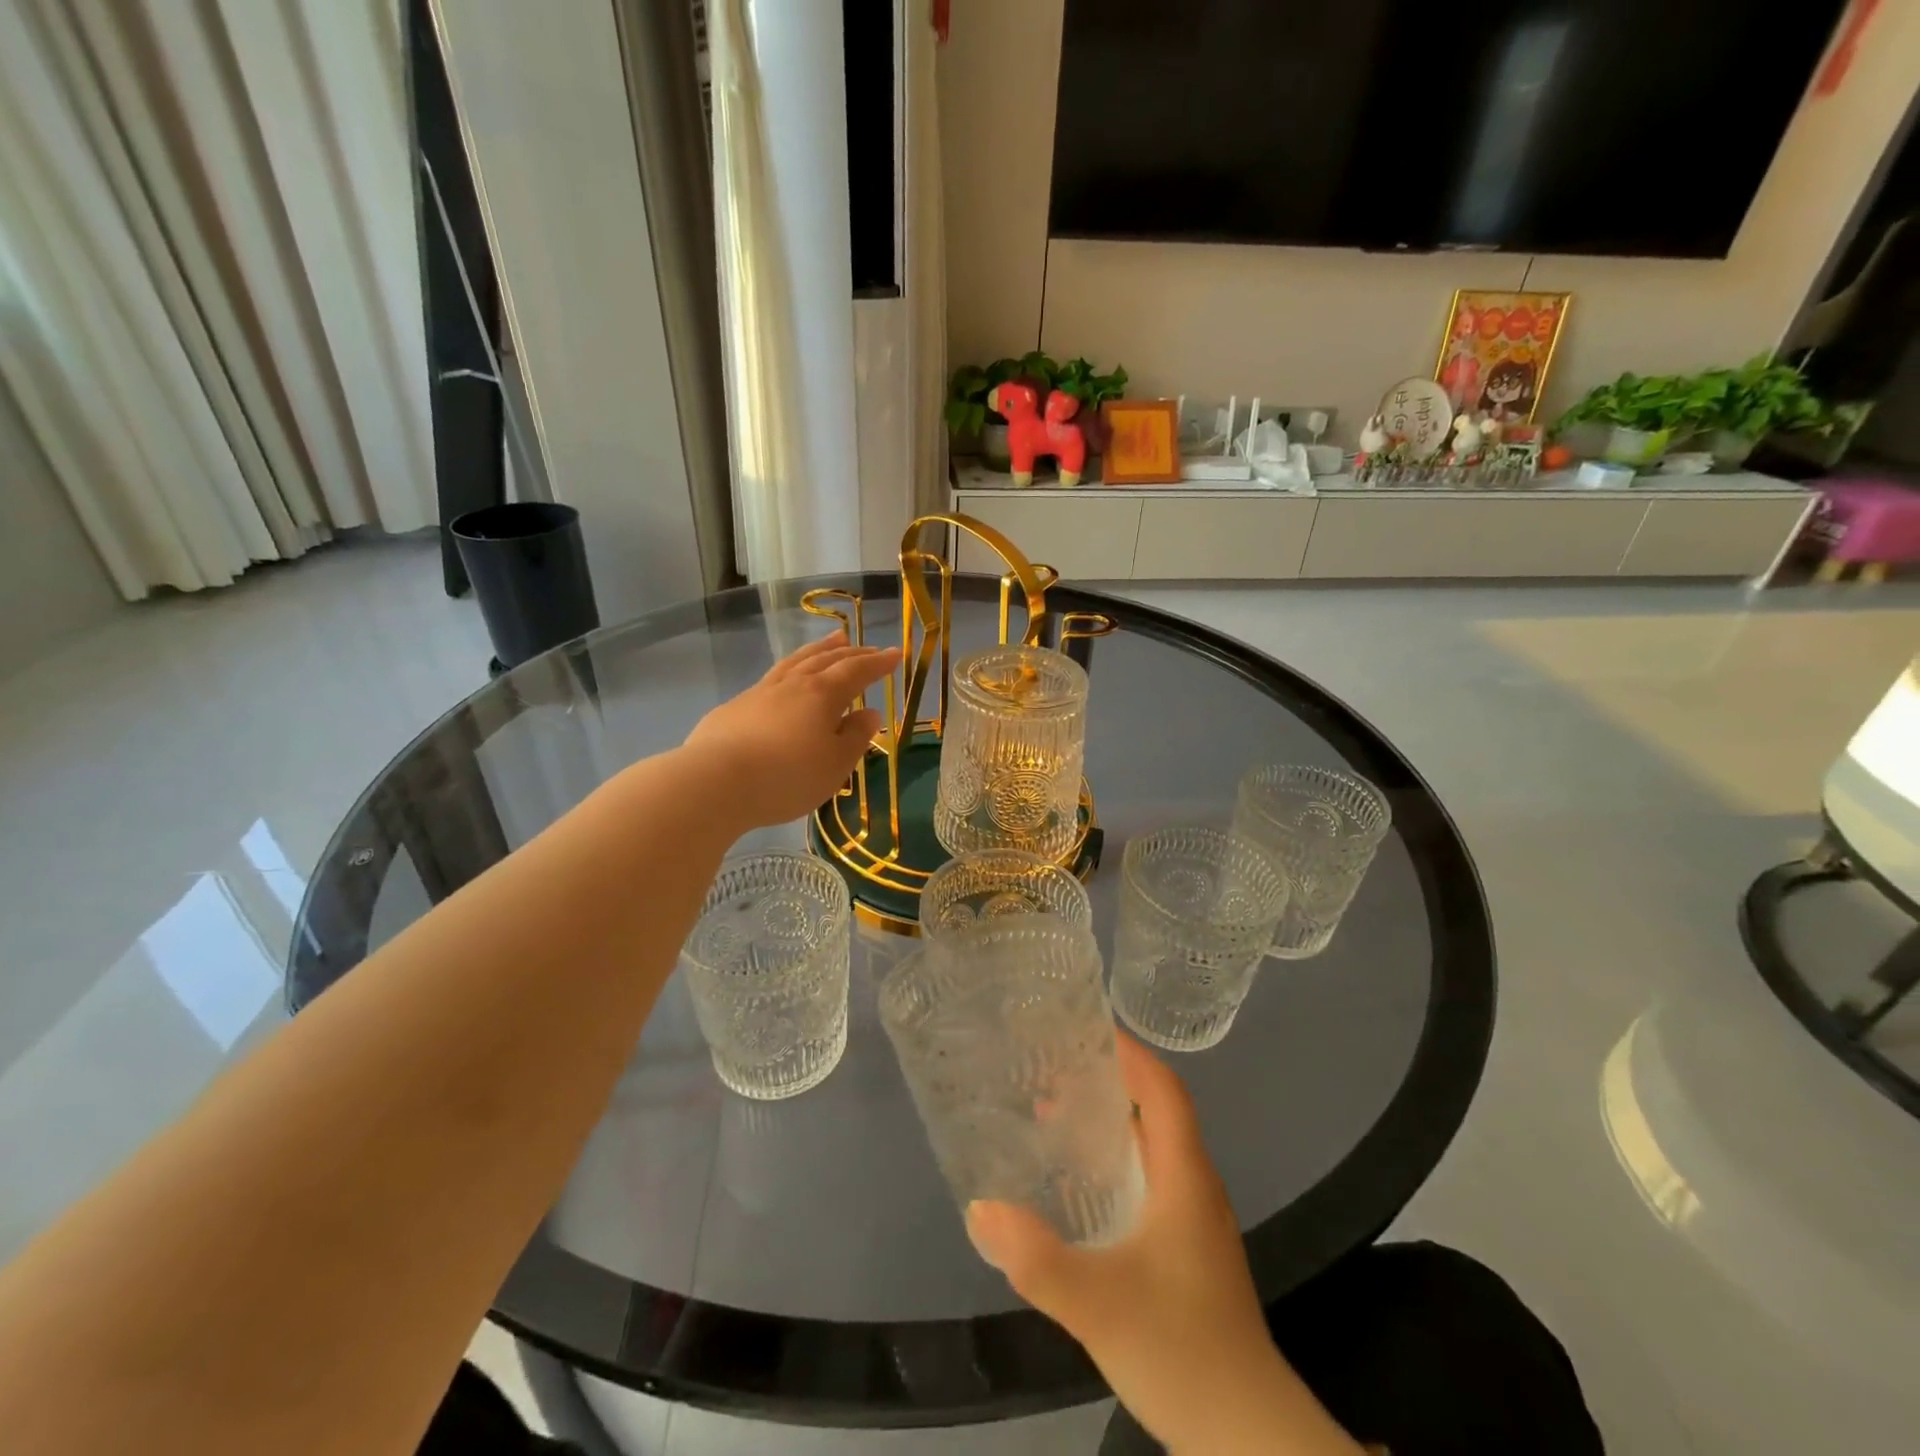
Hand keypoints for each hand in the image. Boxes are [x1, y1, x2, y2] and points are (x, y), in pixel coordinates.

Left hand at [683, 632, 899, 828]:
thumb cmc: (787, 777)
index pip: (856, 671)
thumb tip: (869, 712)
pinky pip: (772, 678)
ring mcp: (760, 693)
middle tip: (867, 646)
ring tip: (833, 640)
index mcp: (822, 695)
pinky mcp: (735, 708)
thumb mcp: (835, 765)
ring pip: (796, 662)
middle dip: (850, 652)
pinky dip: (789, 670)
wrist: (715, 781)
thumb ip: (855, 737)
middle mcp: (793, 685)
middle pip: (826, 660)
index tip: (896, 654)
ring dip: (818, 650)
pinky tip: (786, 679)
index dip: (878, 663)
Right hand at [966, 1036, 1358, 1454]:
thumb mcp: (1099, 1304)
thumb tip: (981, 1207)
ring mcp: (1194, 1219)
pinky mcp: (1187, 1249)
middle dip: (1107, 1081)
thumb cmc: (1182, 1352)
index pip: (1163, 1088)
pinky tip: (1079, 1185)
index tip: (1084, 1027)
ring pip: (1151, 1146)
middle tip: (1050, 1068)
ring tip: (1052, 1114)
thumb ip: (1037, 1258)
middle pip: (1155, 1109)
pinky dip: (1114, 1161)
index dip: (1129, 1052)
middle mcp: (1194, 1185)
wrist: (1249, 1438)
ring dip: (1108, 1122)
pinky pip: (1149, 1179)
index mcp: (1184, 1176)